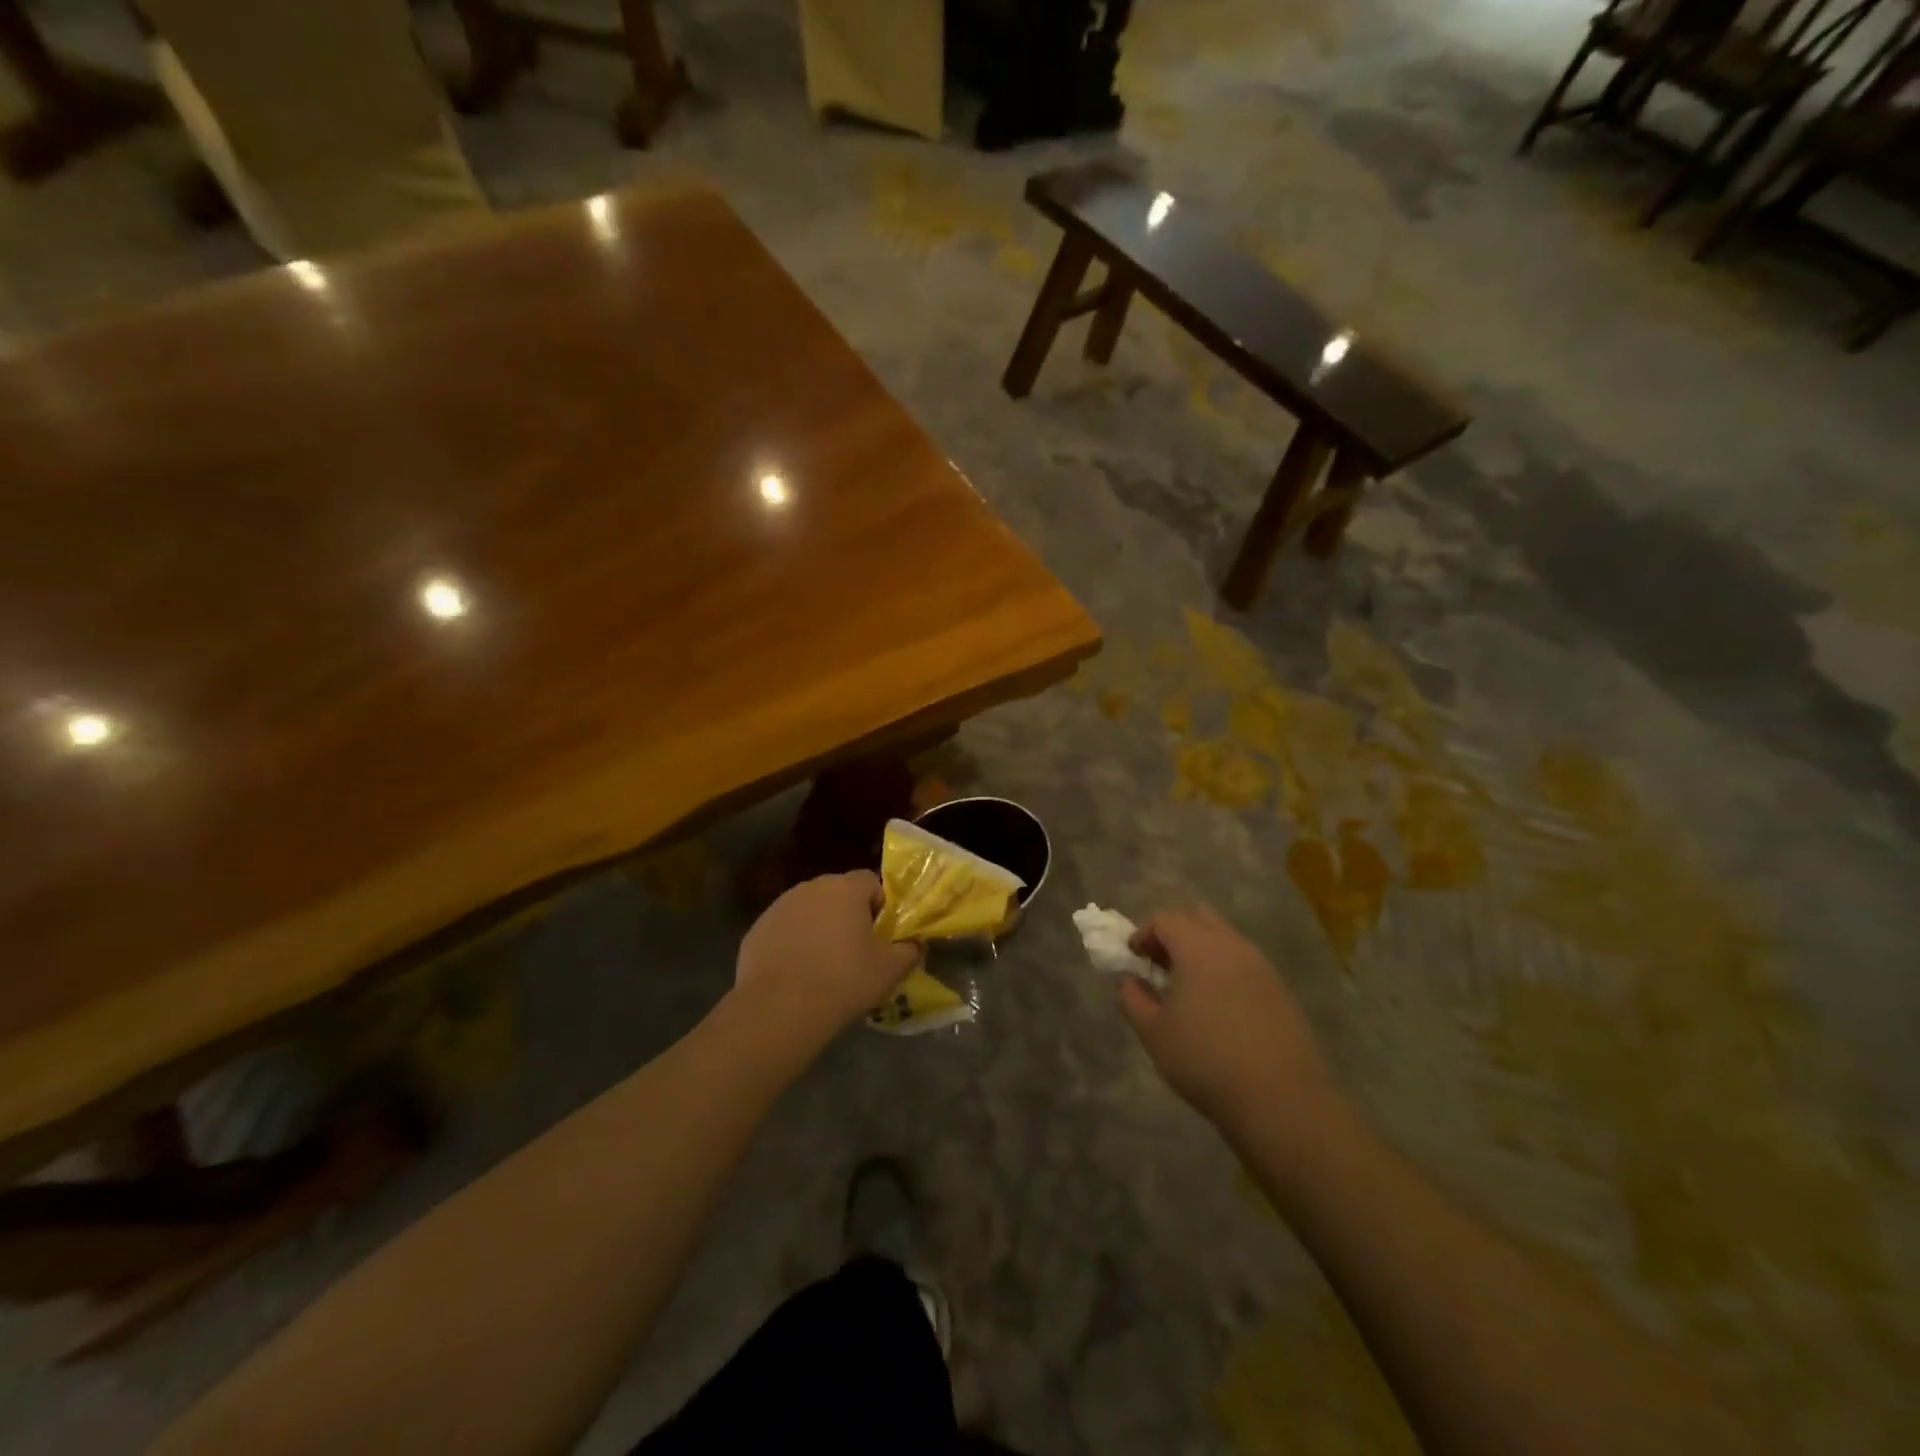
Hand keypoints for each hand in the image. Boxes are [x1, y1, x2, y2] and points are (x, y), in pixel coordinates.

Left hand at [735, 872, 919, 1042]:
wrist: (779, 1009)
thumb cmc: (843, 981)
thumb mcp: (890, 970)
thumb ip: (909, 950)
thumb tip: (915, 944)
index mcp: (846, 889)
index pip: (870, 881)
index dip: (879, 905)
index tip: (880, 935)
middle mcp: (811, 888)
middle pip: (837, 893)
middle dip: (847, 915)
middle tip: (854, 951)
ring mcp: (779, 906)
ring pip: (808, 910)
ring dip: (818, 928)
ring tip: (823, 965)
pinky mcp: (757, 929)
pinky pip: (784, 930)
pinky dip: (792, 944)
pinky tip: (796, 974)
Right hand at [1119, 905, 1333, 1130]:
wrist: (1281, 1101)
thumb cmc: (1206, 1061)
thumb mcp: (1153, 1033)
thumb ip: (1132, 998)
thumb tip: (1128, 979)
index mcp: (1199, 949)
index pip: (1165, 919)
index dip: (1143, 933)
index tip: (1133, 958)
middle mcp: (1233, 946)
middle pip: (1199, 917)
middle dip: (1175, 932)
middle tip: (1160, 964)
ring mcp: (1262, 966)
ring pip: (1225, 939)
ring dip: (1201, 951)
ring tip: (1189, 989)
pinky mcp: (1281, 990)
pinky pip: (1245, 963)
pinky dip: (1225, 970)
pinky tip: (1220, 1008)